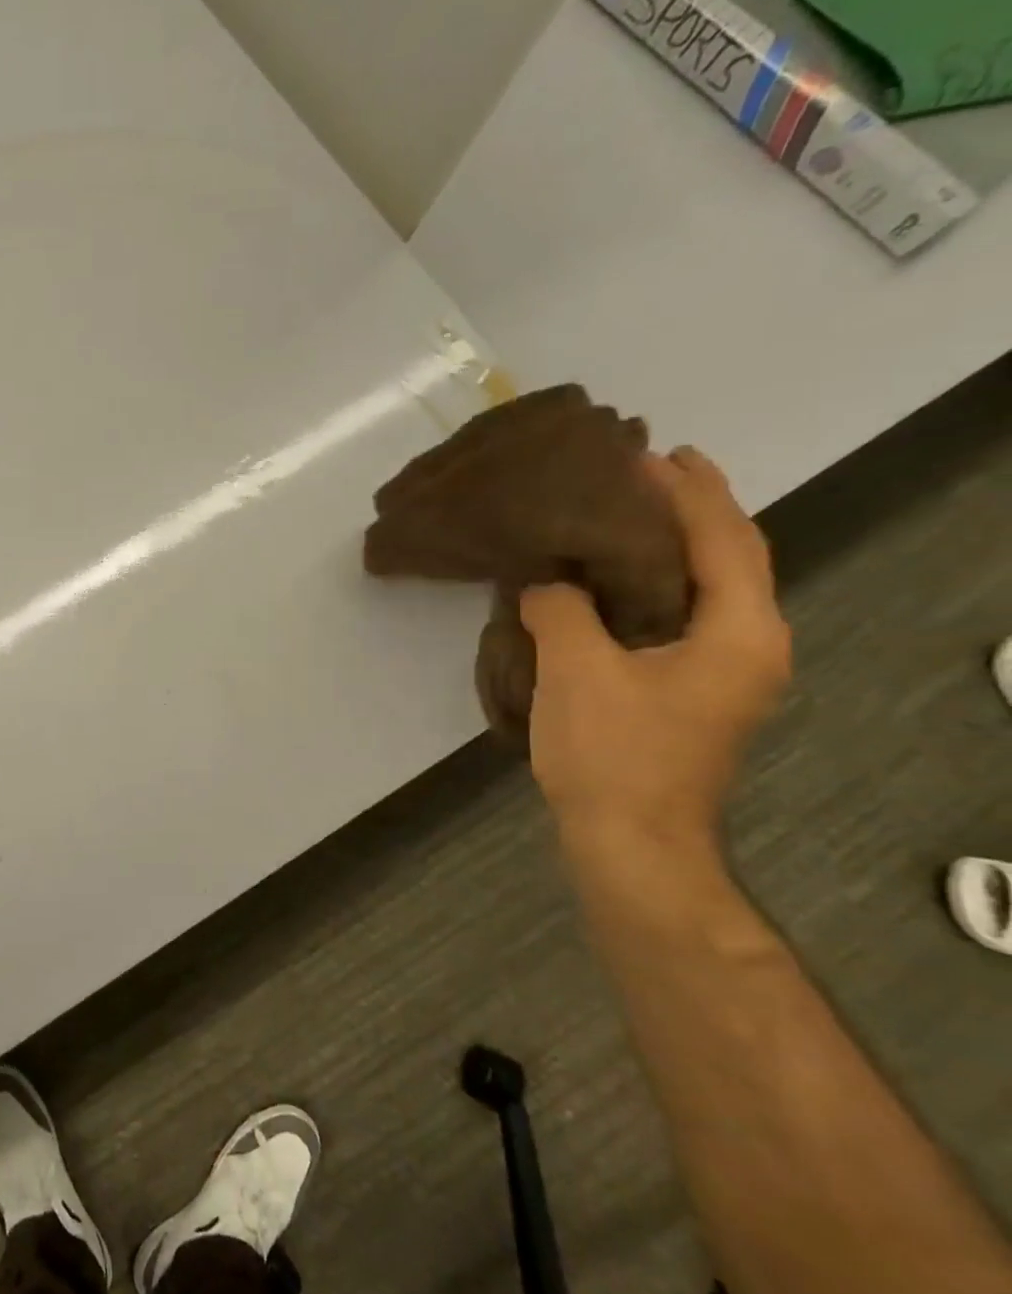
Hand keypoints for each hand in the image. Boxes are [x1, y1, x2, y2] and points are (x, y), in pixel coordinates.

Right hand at [520, 448, 789, 852]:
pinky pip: (676, 618)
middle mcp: (748, 644)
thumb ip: (561, 610)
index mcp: (740, 631)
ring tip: (621, 517)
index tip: (648, 452)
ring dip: (669, 548)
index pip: (723, 538)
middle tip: (638, 473)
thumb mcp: (576, 670)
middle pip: (728, 558)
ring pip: (703, 589)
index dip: (687, 491)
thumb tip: (544, 583)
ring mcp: (722, 673)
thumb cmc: (613, 752)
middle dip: (689, 510)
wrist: (630, 840)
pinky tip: (607, 584)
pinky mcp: (690, 693)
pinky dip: (649, 587)